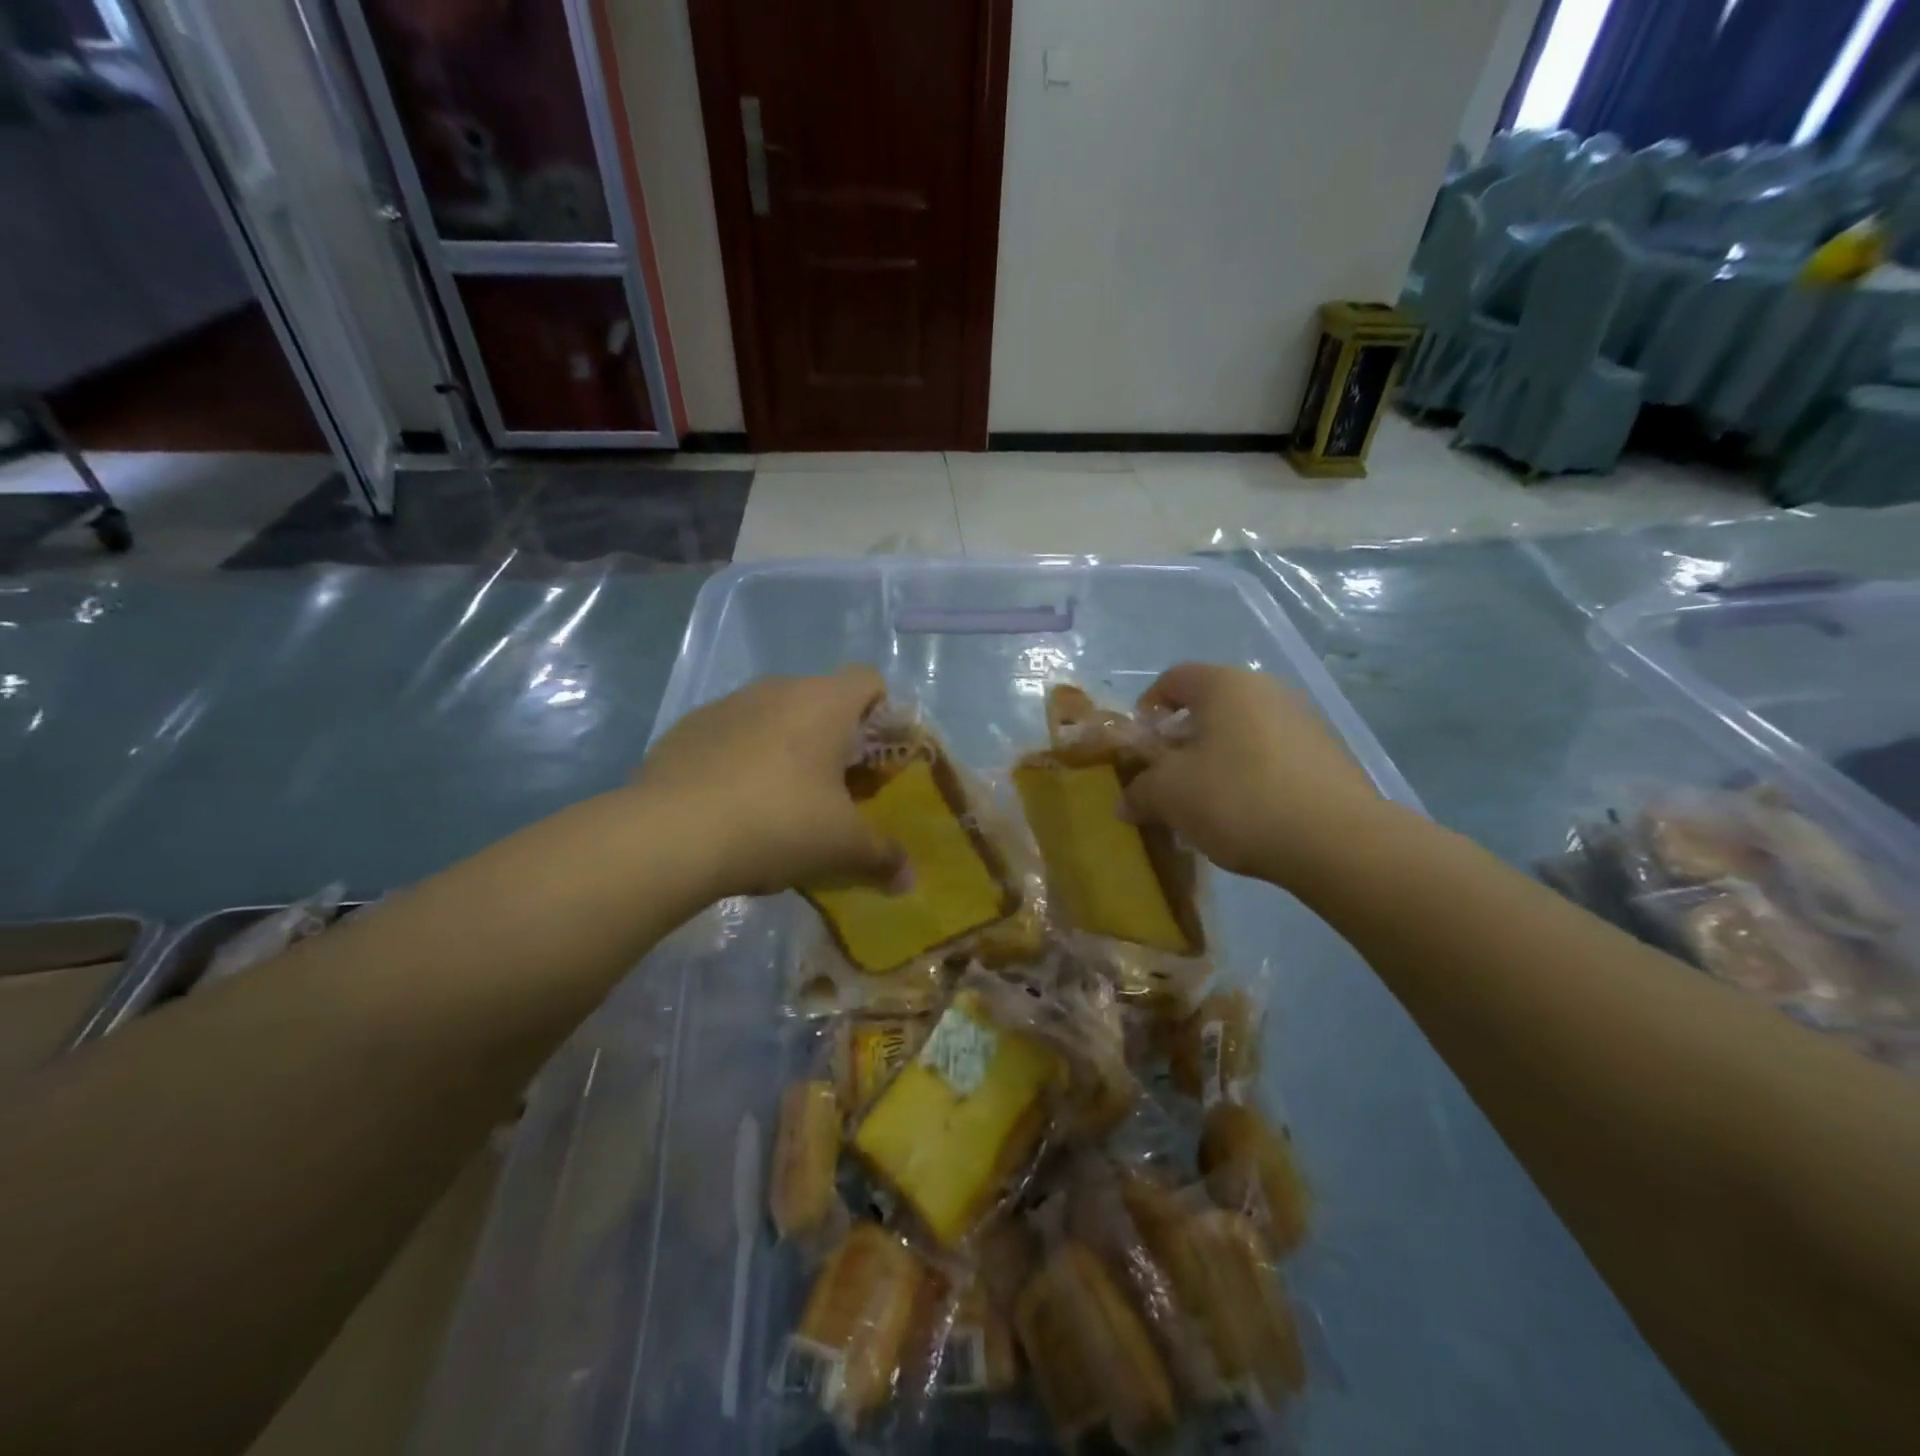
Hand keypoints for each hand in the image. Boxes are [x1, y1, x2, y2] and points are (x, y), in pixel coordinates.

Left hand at [634, 667, 904, 897]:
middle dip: (834, 741)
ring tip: (781, 803)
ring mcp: (726, 705)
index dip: (882, 715)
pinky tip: (732, 806)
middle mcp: (777, 689)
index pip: (869, 681)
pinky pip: (730, 736)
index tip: (876, 761)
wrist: (669, 836)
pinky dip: (741, 761)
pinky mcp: (686, 729)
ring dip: (786, 749)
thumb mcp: (842, 847)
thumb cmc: (777, 823)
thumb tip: (908, 880)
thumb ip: (883, 857)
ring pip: (773, 718)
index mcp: (824, 702)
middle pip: (821, 702)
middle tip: (836, 791)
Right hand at [1125, 663, 1384, 883]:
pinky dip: (1250, 777)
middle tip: (1167, 779)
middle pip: (1209, 707)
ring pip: (1241, 734)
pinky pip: (1272, 757)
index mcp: (1224, 685)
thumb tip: (1126, 802)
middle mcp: (1266, 690)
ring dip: (1215, 761)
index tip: (1139, 746)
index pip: (1173, 678)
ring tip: (1205, 804)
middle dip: (1181, 741)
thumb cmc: (1237, 799)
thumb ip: (1139, 791)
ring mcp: (1303, 721)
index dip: (1147, 708)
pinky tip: (1246, 815)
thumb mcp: (1169, 795)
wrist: (1336, 840)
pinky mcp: (1327, 756)